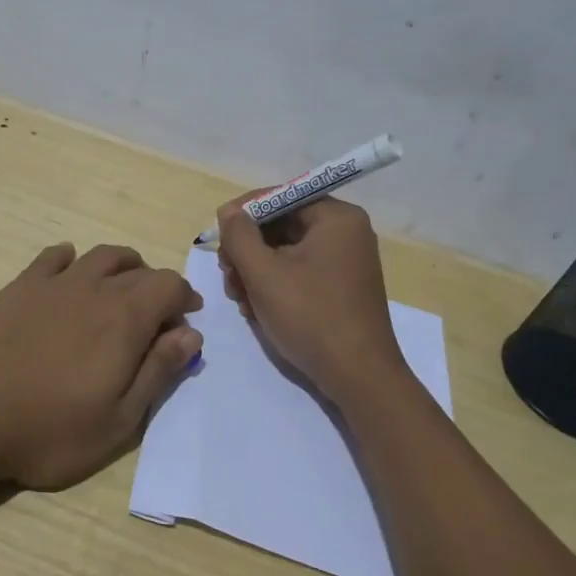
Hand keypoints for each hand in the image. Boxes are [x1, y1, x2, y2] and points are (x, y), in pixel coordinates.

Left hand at [0, 243, 202, 489]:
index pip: (169, 285)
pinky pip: (54, 257)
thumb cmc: (50, 430)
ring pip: (100, 256)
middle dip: (156, 288)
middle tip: (155, 318)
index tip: (186, 319)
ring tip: (121, 290)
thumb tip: (191, 333)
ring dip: (122, 267)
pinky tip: (70, 273)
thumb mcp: (119, 419)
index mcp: (125, 318)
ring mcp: (54, 283)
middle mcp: (95, 288)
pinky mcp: (20, 287)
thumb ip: (158, 371)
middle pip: (138, 270)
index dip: (184, 297)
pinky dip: (71, 260)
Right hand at [216, 194, 406, 404]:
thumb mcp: (264, 274)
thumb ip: (240, 236)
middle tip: (228, 276)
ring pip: (286, 251)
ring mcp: (346, 261)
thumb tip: (229, 212)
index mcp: (336, 217)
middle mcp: (346, 232)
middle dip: (248, 249)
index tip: (217, 237)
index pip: (280, 197)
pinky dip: (275, 285)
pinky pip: (300, 272)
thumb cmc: (311, 317)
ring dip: (256, 271)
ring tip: (240, 299)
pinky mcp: (341, 287)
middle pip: (281, 225)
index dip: (243, 214)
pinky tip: (257, 309)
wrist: (359, 378)